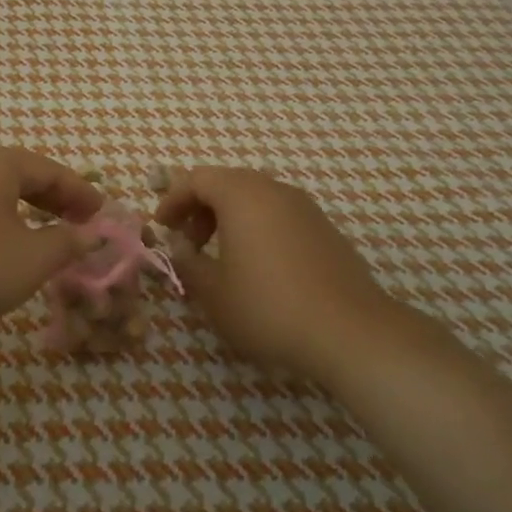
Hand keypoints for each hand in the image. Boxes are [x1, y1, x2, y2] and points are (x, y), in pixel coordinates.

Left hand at [0, 147, 103, 344]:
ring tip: (39, 235)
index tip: (102, 215)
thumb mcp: (29, 261)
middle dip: (52, 200)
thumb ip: (66, 244)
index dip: (81, 193)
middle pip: (19, 175)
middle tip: (77, 224)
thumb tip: (92, 235)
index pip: (50, 170)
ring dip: (21, 211)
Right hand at [154, 166, 428, 385]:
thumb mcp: (213, 292)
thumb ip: (187, 263)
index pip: (197, 179)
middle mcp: (274, 190)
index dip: (172, 200)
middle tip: (187, 243)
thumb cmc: (268, 307)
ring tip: (220, 257)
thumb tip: (179, 249)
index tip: (161, 229)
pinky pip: (279, 215)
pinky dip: (256, 228)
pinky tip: (257, 267)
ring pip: (255, 198)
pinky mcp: (325, 229)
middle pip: (227, 183)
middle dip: (200, 208)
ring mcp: (305, 208)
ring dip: (228, 218)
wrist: (349, 332)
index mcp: (242, 195)